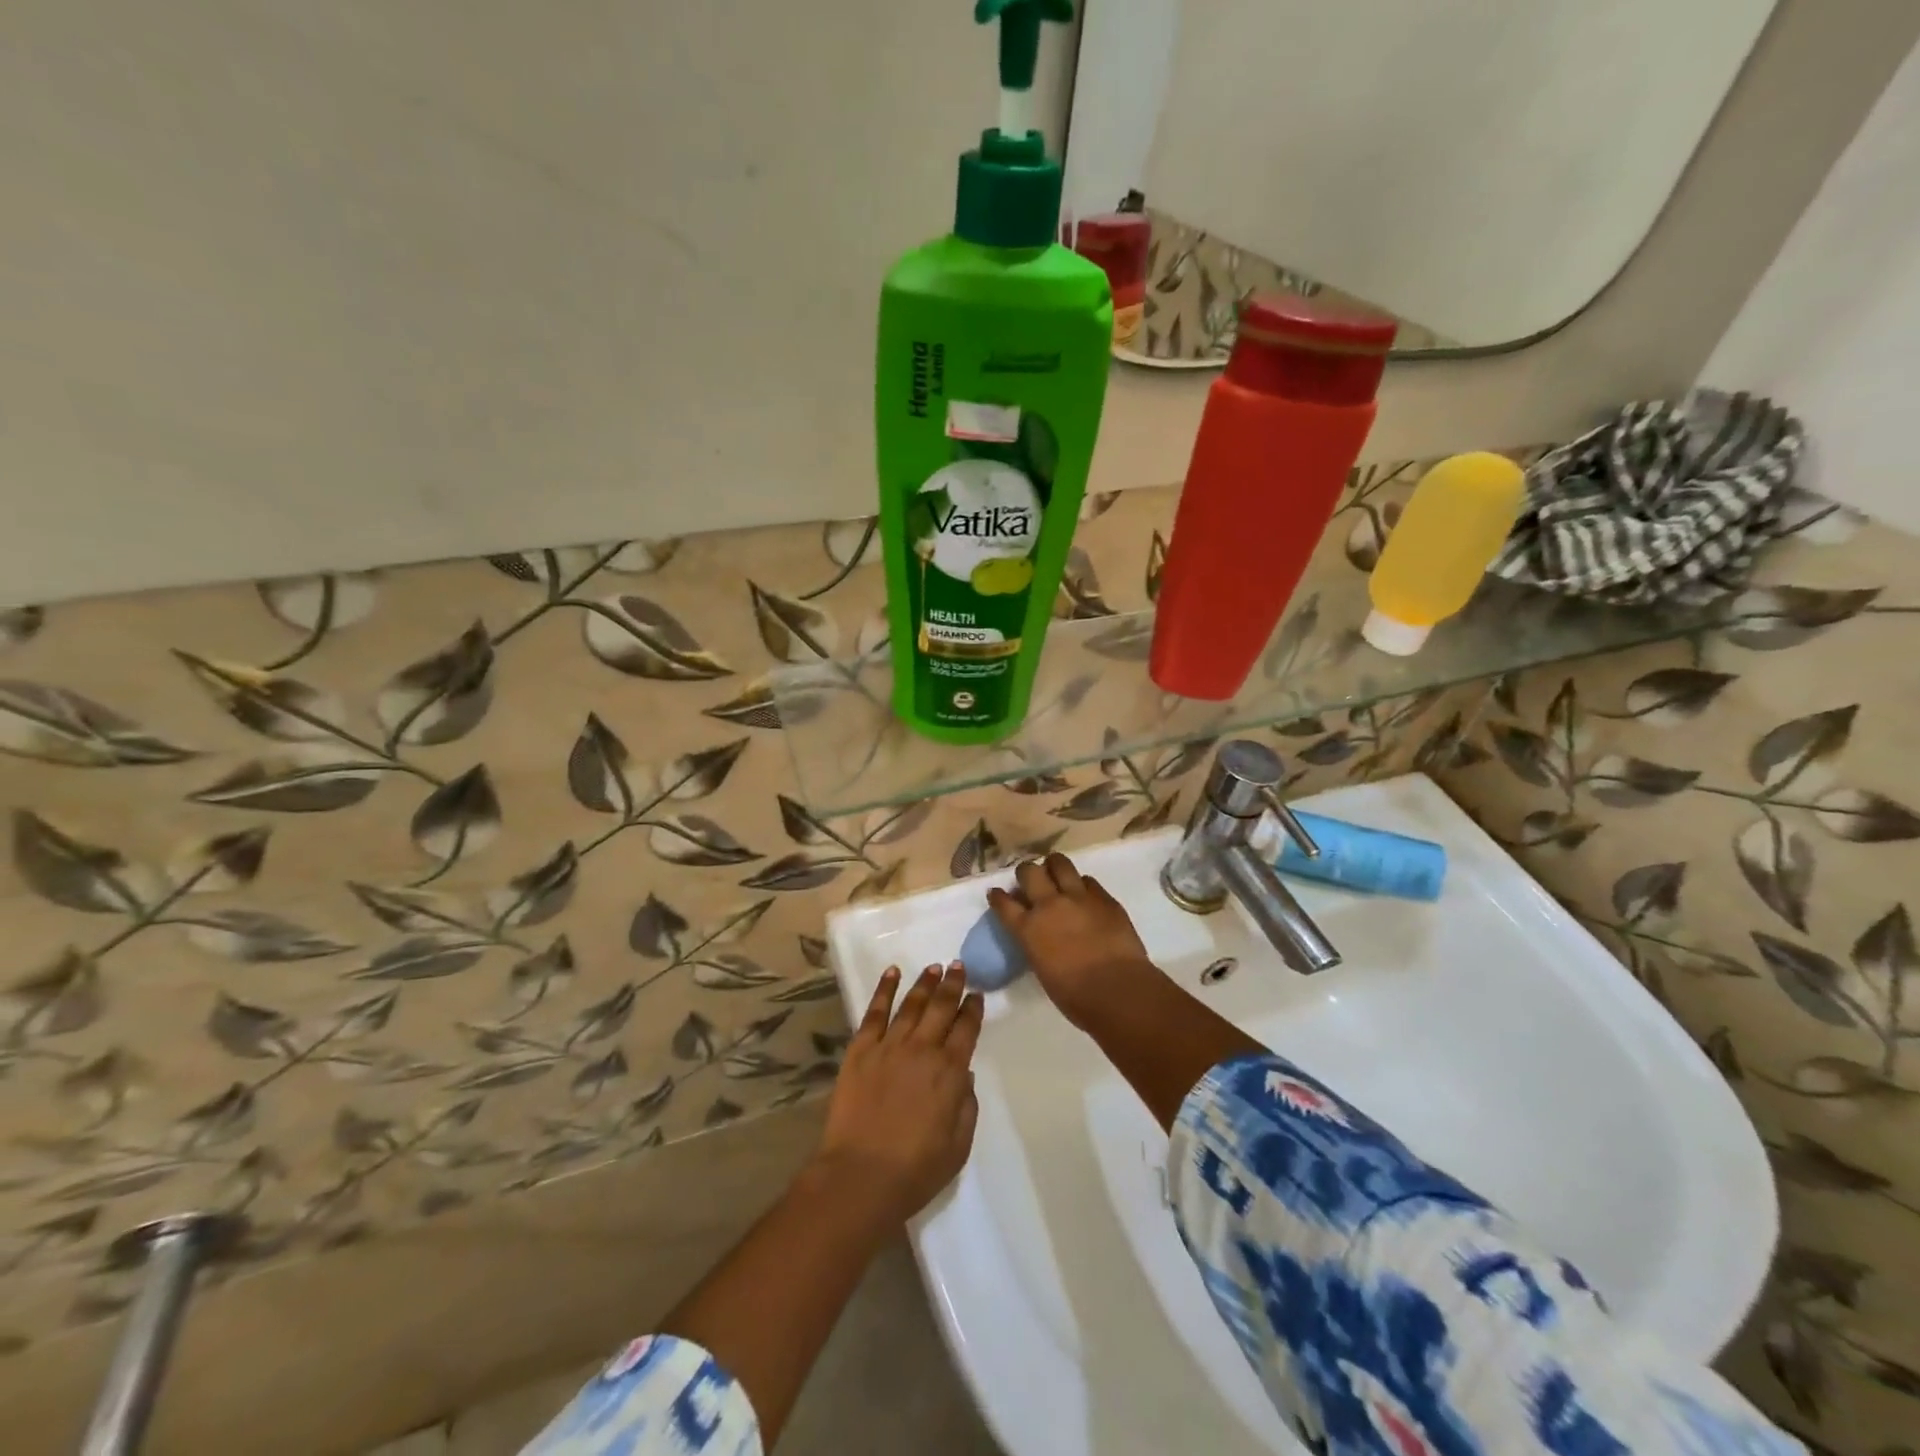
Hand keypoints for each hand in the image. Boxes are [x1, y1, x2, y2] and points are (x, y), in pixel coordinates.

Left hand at [812, 963, 982, 1229]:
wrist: (861, 1176)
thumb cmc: (915, 1169)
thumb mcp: (958, 1145)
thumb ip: (967, 1106)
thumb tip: (965, 1075)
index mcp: (950, 1071)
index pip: (967, 1029)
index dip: (973, 1009)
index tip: (976, 994)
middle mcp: (923, 1049)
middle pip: (941, 1007)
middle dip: (953, 985)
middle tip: (959, 966)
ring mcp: (889, 1046)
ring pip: (911, 1004)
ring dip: (924, 983)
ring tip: (934, 967)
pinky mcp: (861, 1050)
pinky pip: (874, 1011)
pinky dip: (884, 989)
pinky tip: (892, 973)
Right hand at [987, 853, 1158, 1029]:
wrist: (1117, 990)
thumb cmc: (1076, 996)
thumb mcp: (1043, 970)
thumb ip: (1037, 945)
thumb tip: (1041, 937)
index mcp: (1028, 929)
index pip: (1004, 904)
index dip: (998, 896)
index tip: (996, 893)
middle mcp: (1049, 905)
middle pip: (1029, 872)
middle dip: (1026, 873)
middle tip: (1030, 880)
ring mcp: (1078, 897)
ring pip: (1059, 863)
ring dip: (1053, 866)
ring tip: (1056, 873)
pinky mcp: (1104, 898)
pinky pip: (1088, 880)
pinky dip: (1082, 885)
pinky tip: (1085, 894)